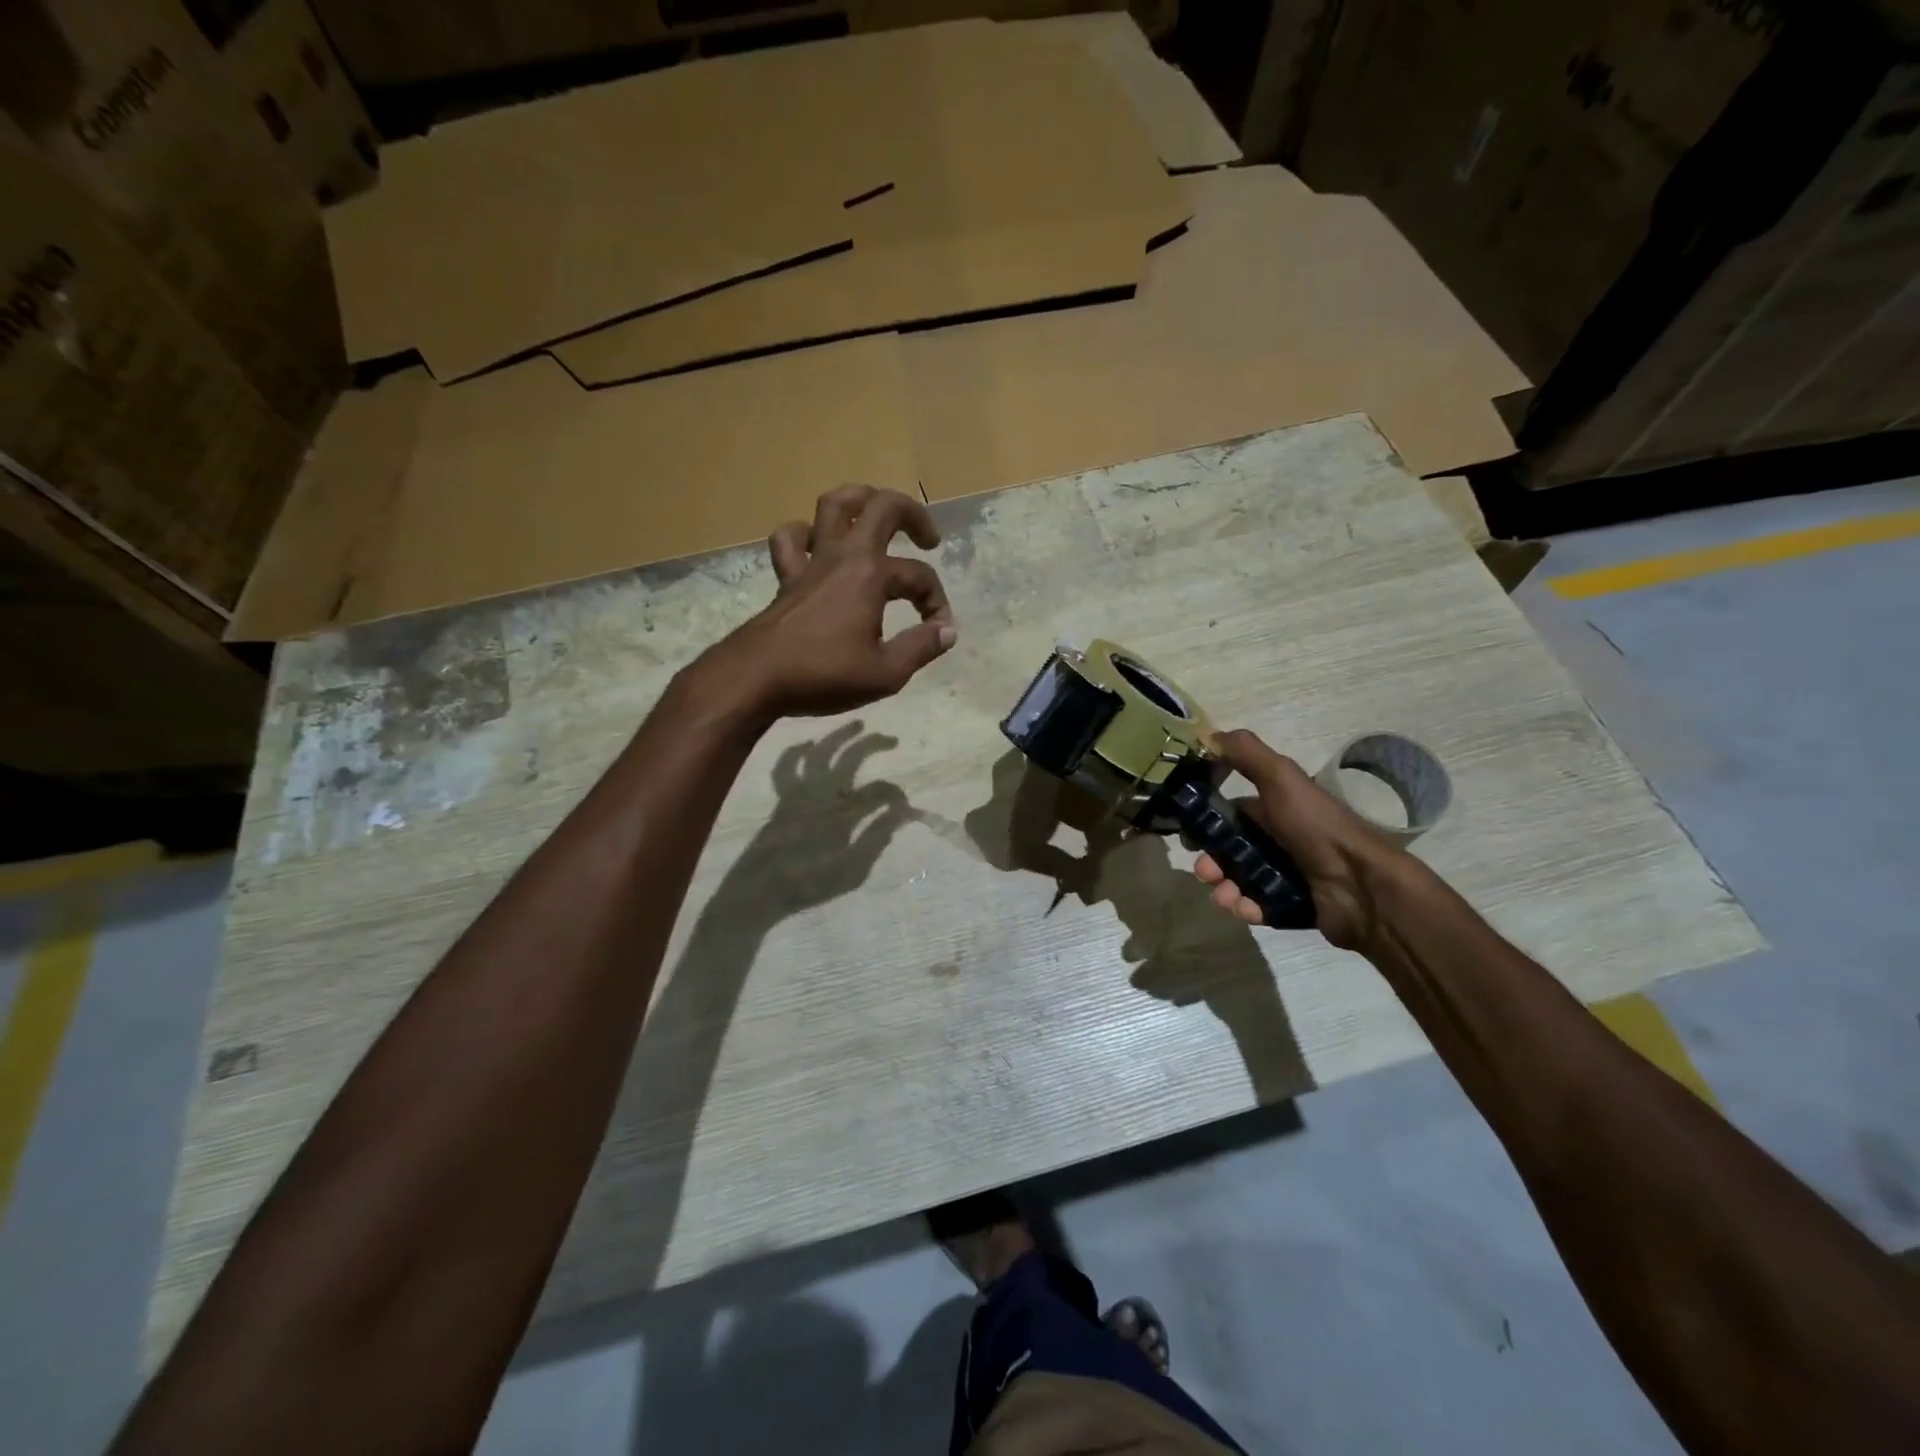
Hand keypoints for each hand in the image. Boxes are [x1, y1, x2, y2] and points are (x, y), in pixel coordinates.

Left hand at [704, 486, 956, 720]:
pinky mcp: (786, 577)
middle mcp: (843, 556)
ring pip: (833, 506)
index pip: (919, 576)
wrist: (755, 679)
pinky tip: (817, 546)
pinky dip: (805, 534)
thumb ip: (921, 648)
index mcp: (872, 575)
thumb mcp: (885, 673)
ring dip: (860, 501)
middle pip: (882, 507)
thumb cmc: (823, 675)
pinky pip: (791, 539)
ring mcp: (811, 562)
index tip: (939, 631)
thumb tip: (947, 631)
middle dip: (913, 515)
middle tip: (928, 539)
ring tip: (875, 516)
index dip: (937, 602)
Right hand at [1193, 728, 1407, 949]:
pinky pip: (1258, 907)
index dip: (1207, 820)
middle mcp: (1280, 838)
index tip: (1187, 832)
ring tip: (1224, 896)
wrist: (1361, 885)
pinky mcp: (1292, 905)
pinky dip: (1246, 907)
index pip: (1232, 812)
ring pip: (1239, 880)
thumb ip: (1245, 753)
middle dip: (1211, 860)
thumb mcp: (1281, 778)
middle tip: (1205, 871)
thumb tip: (1206, 732)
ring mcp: (1287, 874)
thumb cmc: (1316, 826)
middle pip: (1230, 849)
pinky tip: (1246, 908)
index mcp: (1277, 808)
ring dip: (1224, 888)